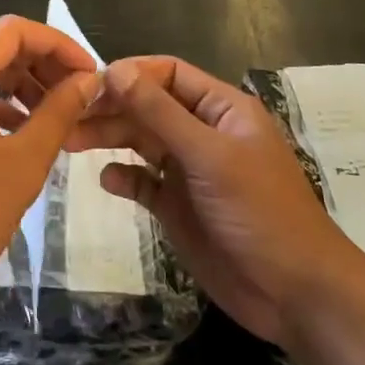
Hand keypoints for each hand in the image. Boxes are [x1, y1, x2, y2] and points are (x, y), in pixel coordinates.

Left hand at [0, 16, 100, 309]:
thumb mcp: (22, 163)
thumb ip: (58, 113)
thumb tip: (89, 80)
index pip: (11, 30)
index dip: (56, 43)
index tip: (88, 72)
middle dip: (41, 61)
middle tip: (78, 92)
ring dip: (22, 81)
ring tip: (59, 112)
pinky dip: (0, 102)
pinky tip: (26, 129)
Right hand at [67, 56, 352, 345]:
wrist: (295, 295)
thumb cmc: (259, 212)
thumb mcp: (208, 156)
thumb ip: (159, 113)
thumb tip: (115, 69)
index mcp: (221, 109)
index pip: (169, 74)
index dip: (131, 73)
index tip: (90, 83)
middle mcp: (203, 132)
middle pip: (148, 106)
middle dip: (111, 107)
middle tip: (69, 115)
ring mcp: (190, 171)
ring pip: (141, 141)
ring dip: (108, 137)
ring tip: (70, 142)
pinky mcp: (178, 206)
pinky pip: (143, 181)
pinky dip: (123, 177)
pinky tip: (107, 181)